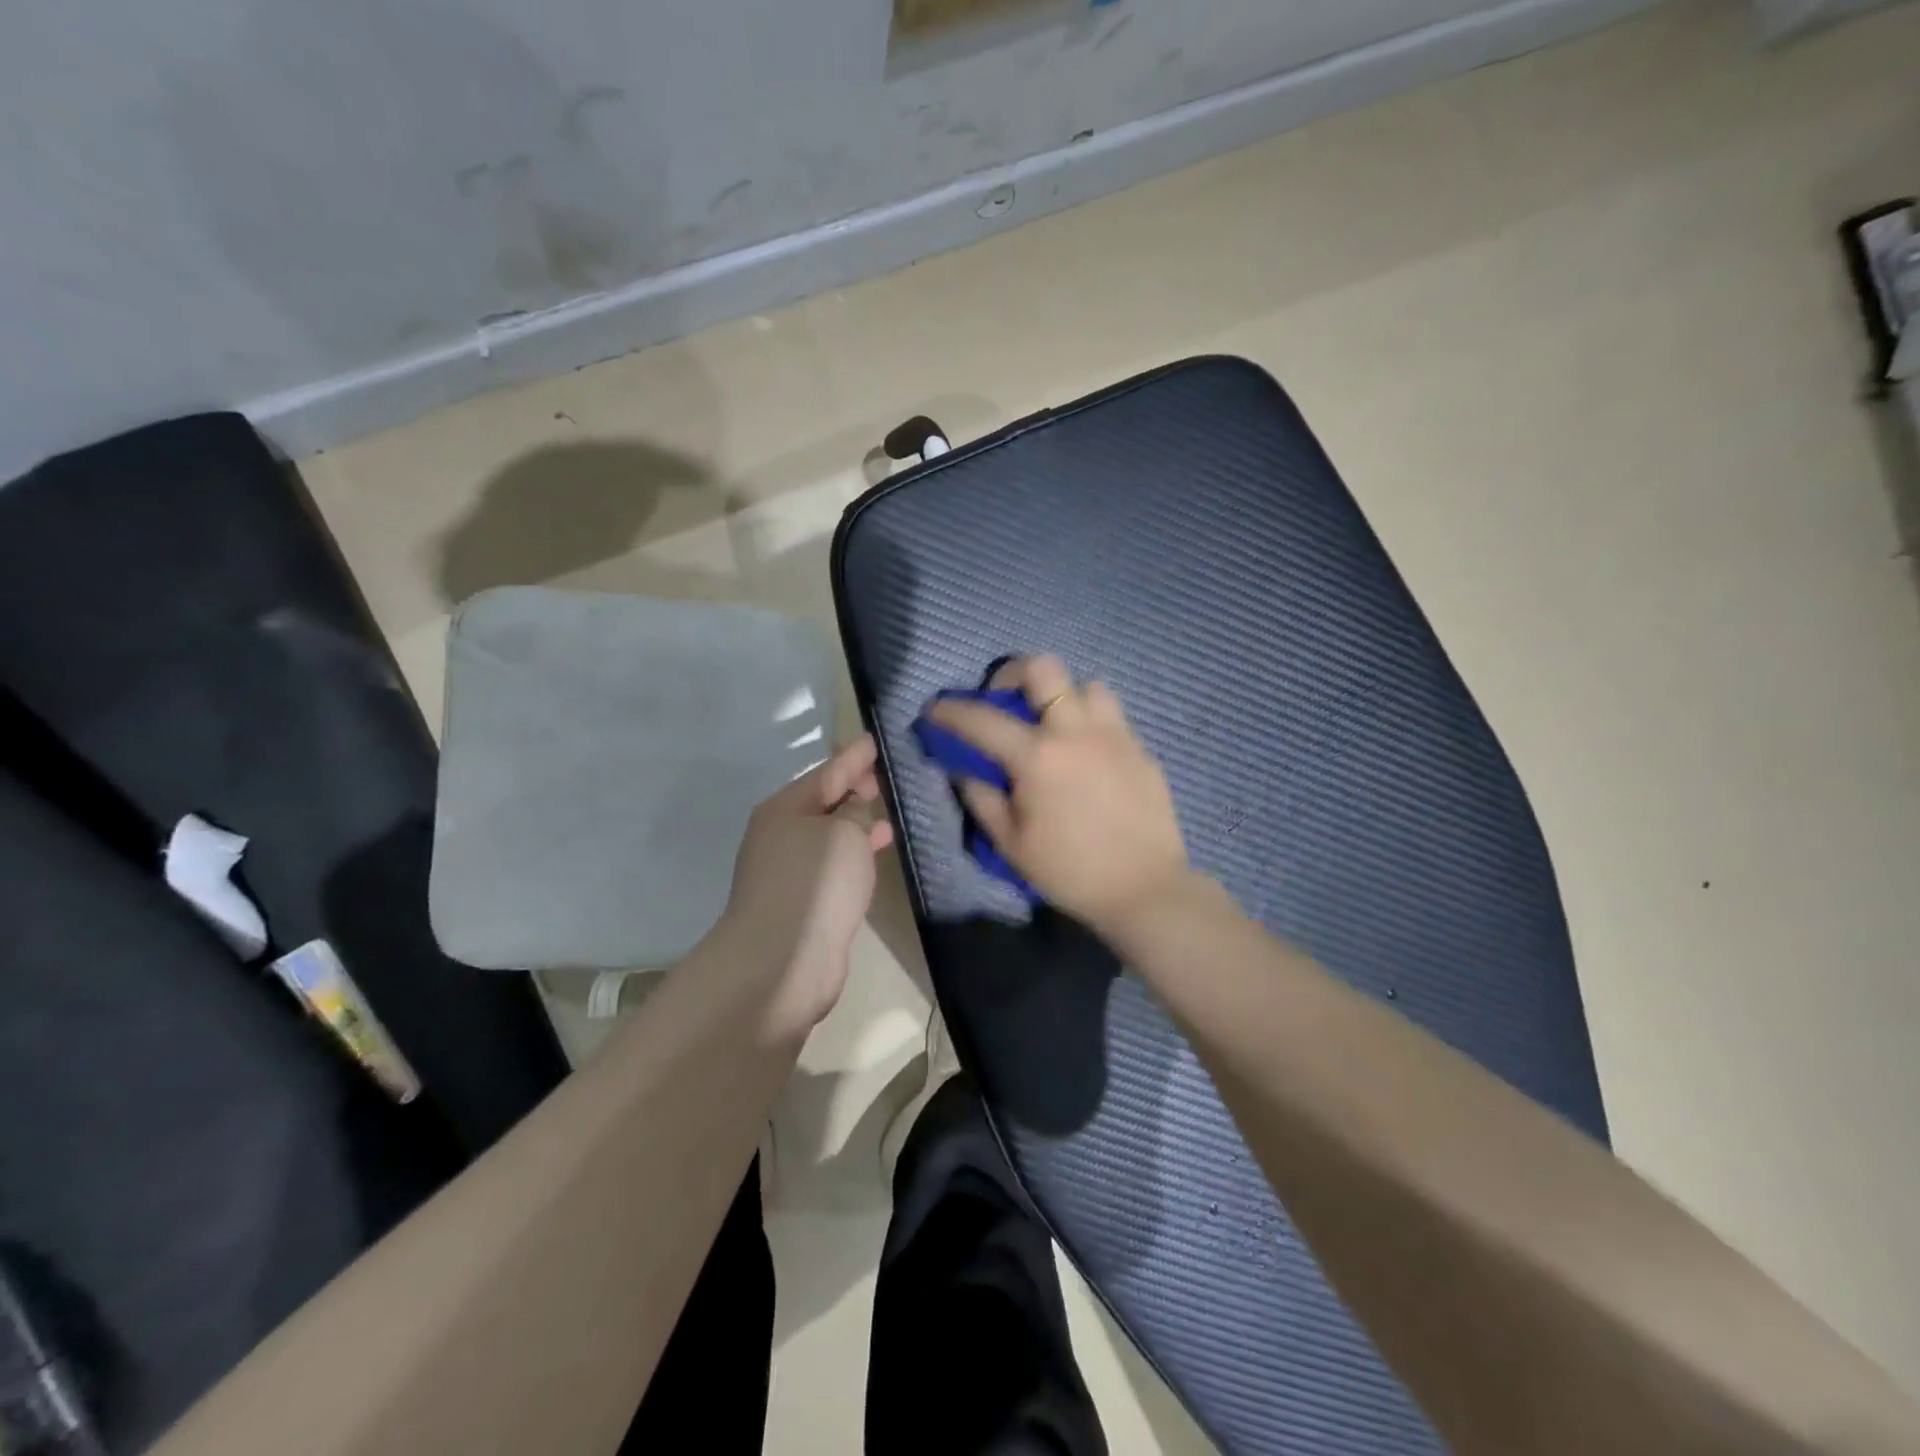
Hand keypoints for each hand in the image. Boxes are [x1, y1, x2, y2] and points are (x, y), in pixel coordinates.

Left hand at [714, 736, 893, 1041]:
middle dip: (855, 790)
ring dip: (857, 825)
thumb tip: (855, 813)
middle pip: (825, 803)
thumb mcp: (844, 834)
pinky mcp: (802, 902)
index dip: (855, 757)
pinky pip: (834, 864)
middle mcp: (781, 835)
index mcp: (784, 809)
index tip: (876, 741)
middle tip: (888, 779)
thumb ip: (856, 814)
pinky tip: (875, 856)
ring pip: (830, 836)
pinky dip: (854, 855)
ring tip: (889, 816)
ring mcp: (789, 870)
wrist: (782, 961)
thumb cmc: (814, 883)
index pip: (828, 772)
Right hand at [929, 656, 1191, 933]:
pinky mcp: (1141, 748)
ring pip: (1086, 684)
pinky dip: (1089, 721)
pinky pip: (1111, 715)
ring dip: (1061, 695)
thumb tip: (961, 768)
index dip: (950, 711)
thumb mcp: (1011, 843)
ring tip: (1052, 724)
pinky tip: (1085, 753)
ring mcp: (1114, 735)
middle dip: (1012, 673)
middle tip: (1004, 700)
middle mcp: (1076, 731)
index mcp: (1038, 756)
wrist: (1145, 889)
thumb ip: (981, 797)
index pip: (982, 719)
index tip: (934, 710)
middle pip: (1043, 668)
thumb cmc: (1070, 871)